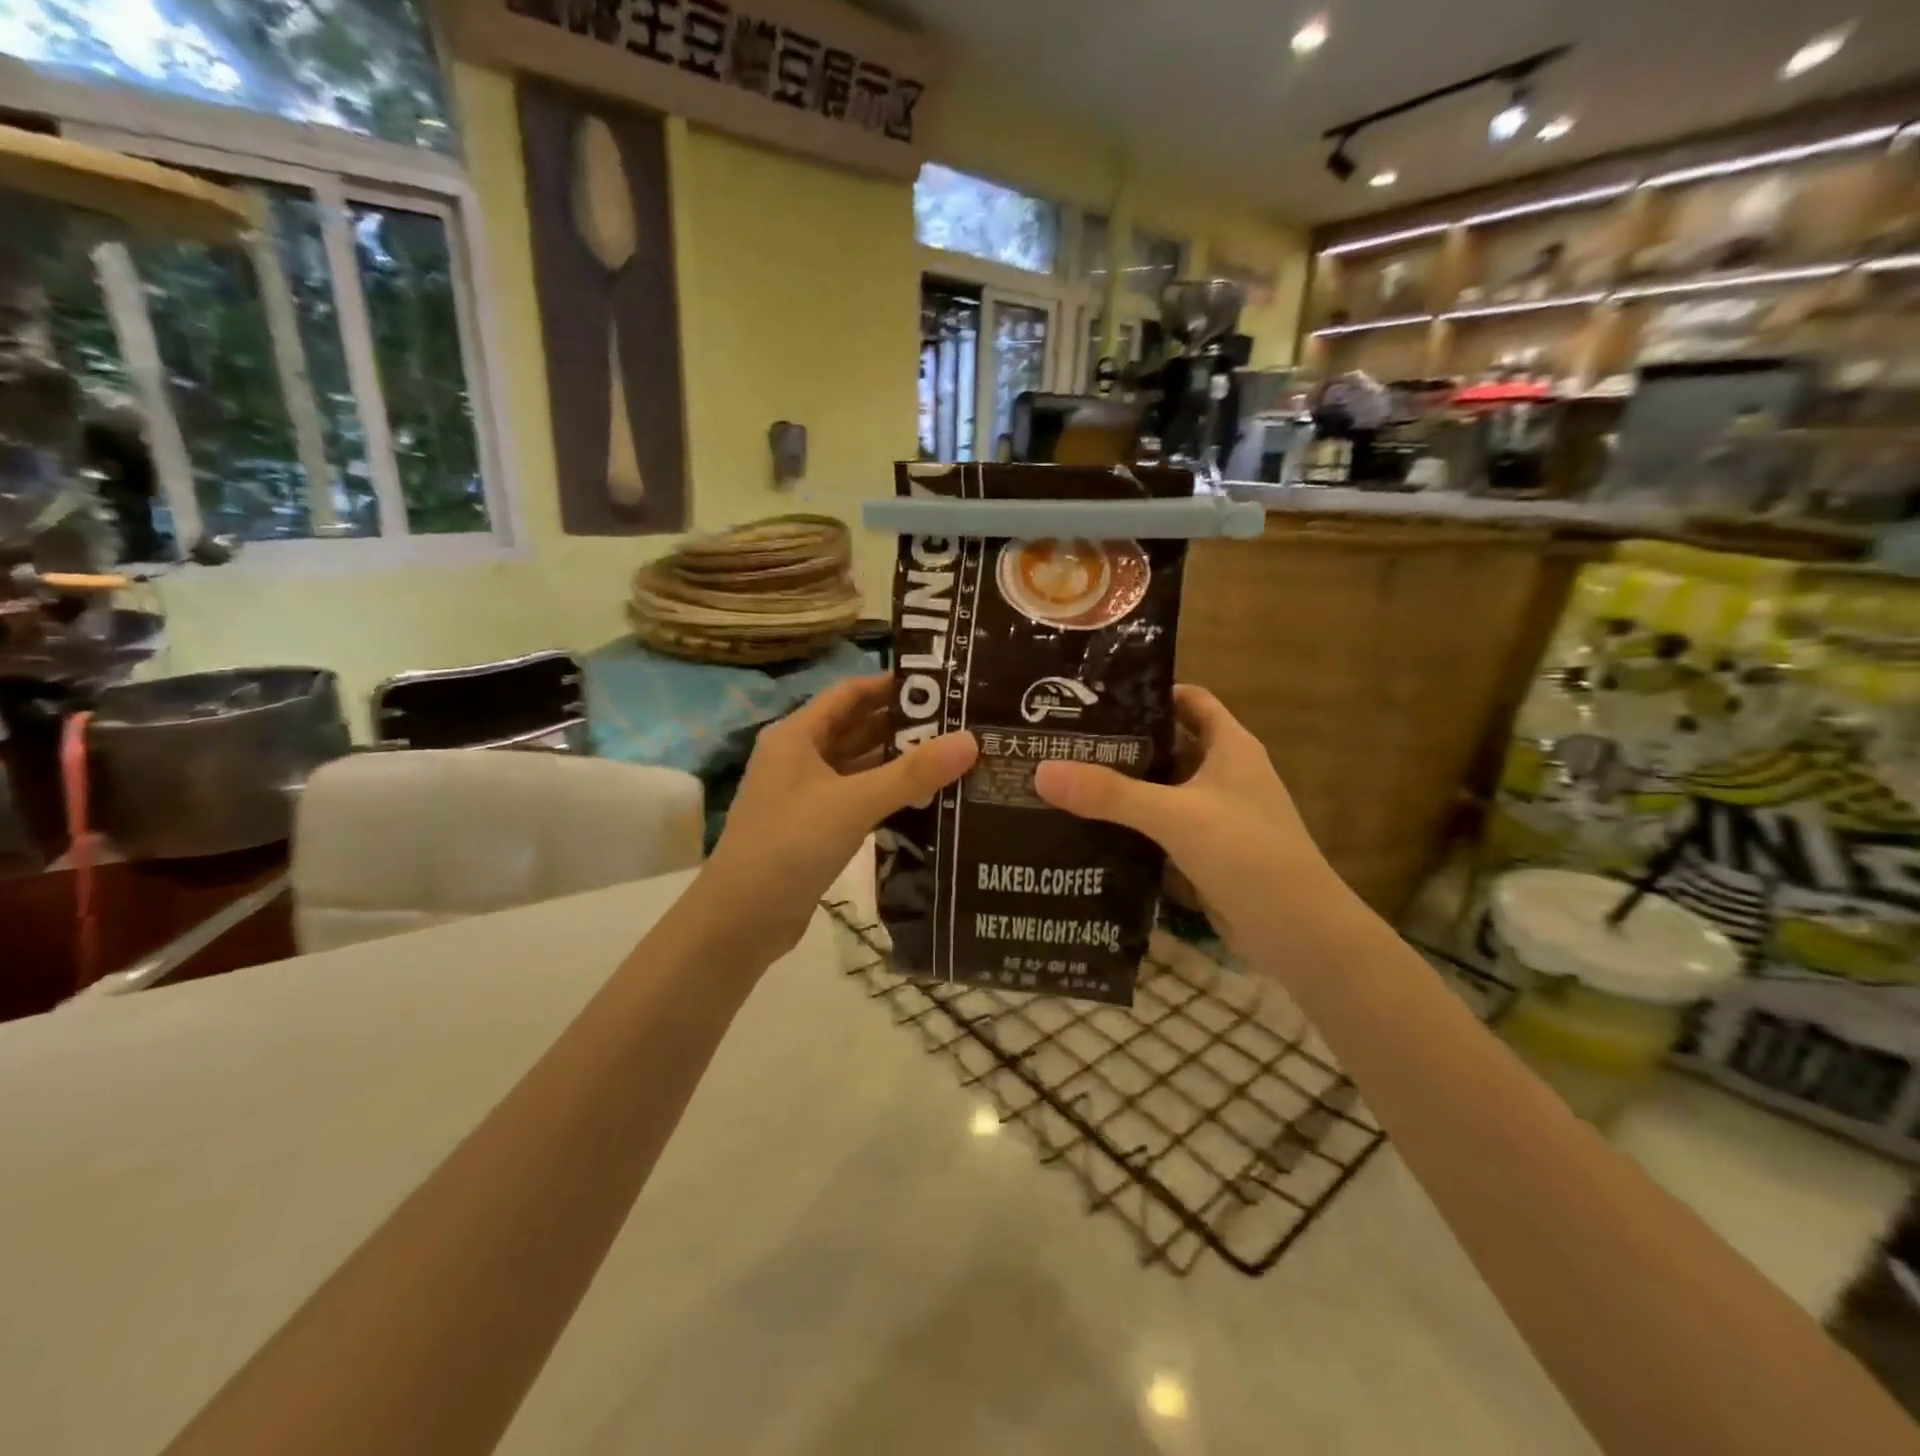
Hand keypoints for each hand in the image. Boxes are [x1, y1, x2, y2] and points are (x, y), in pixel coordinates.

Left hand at [691, 674, 976, 962]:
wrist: (742, 919)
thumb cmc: (791, 844)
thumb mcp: (855, 802)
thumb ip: (913, 772)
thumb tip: (971, 740)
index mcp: (796, 736)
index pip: (849, 694)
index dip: (890, 685)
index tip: (939, 686)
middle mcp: (799, 758)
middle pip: (856, 728)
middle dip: (902, 725)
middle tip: (958, 723)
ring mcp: (805, 795)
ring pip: (858, 767)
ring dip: (897, 762)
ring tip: (951, 757)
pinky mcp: (815, 828)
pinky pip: (857, 799)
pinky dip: (887, 795)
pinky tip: (925, 800)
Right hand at [1033, 685, 1339, 956]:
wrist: (1299, 934)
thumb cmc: (1247, 854)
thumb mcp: (1176, 816)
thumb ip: (1111, 794)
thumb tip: (1042, 770)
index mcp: (1229, 747)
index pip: (1189, 700)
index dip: (1148, 692)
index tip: (1095, 696)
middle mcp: (1223, 774)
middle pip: (1166, 744)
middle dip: (1121, 742)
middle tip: (1063, 740)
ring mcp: (1215, 815)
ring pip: (1161, 789)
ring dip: (1122, 787)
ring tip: (1064, 780)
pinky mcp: (1204, 852)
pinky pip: (1160, 827)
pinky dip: (1130, 824)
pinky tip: (1089, 827)